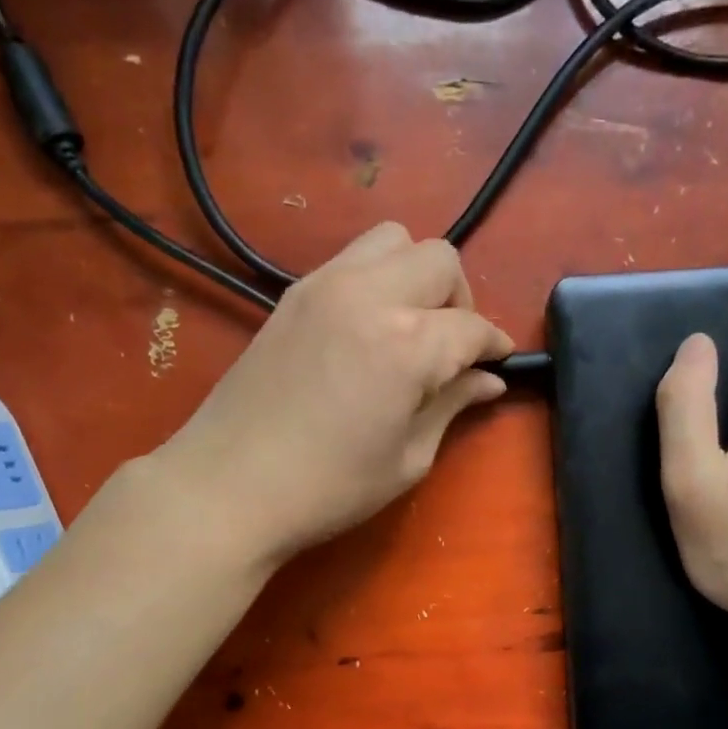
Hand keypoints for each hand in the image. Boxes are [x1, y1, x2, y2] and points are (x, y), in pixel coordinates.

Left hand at [159, 222, 511, 566]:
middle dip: (460, 299)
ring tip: (411, 327)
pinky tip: (370, 328)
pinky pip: (352, 259)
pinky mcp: (293, 293)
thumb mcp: (407, 458)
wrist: (229, 486)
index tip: (498, 364)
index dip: (494, 346)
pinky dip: (377, 278)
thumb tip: (487, 381)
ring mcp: (325, 285)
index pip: (471, 327)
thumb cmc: (329, 487)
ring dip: (417, 275)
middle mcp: (370, 295)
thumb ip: (451, 405)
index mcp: (407, 344)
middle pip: (439, 260)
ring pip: (394, 240)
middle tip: (452, 348)